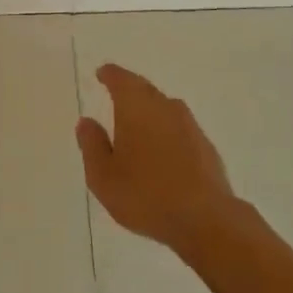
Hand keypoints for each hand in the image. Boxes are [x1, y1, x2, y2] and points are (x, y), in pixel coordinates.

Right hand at [77, 64, 239, 254]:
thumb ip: (92, 145)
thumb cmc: (145, 195)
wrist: (204, 218)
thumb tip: (86, 122)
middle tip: (117, 93)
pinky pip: (179, 128)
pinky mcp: (205, 145)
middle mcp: (164, 107)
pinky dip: (166, 131)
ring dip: (150, 110)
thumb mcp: (103, 176)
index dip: (110, 74)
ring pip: (164, 107)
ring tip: (137, 122)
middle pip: (144, 89)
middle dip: (130, 89)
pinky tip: (162, 149)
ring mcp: (189, 125)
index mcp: (136, 107)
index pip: (121, 79)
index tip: (102, 73)